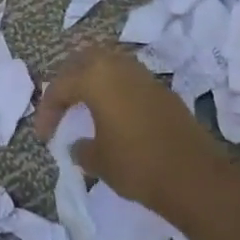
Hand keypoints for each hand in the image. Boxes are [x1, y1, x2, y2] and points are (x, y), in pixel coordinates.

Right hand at [34, 45, 229, 219]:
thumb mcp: (99, 161)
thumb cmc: (137, 165)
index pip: (60, 87)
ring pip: (108, 64)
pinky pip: (128, 79)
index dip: (47, 111)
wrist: (195, 178)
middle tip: (61, 106)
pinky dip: (114, 89)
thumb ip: (81, 148)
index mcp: (96, 77)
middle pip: (83, 61)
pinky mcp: (162, 90)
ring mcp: (144, 76)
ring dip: (92, 80)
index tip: (44, 136)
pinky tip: (113, 112)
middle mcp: (118, 67)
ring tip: (85, 105)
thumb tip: (79, 144)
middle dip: (68, 81)